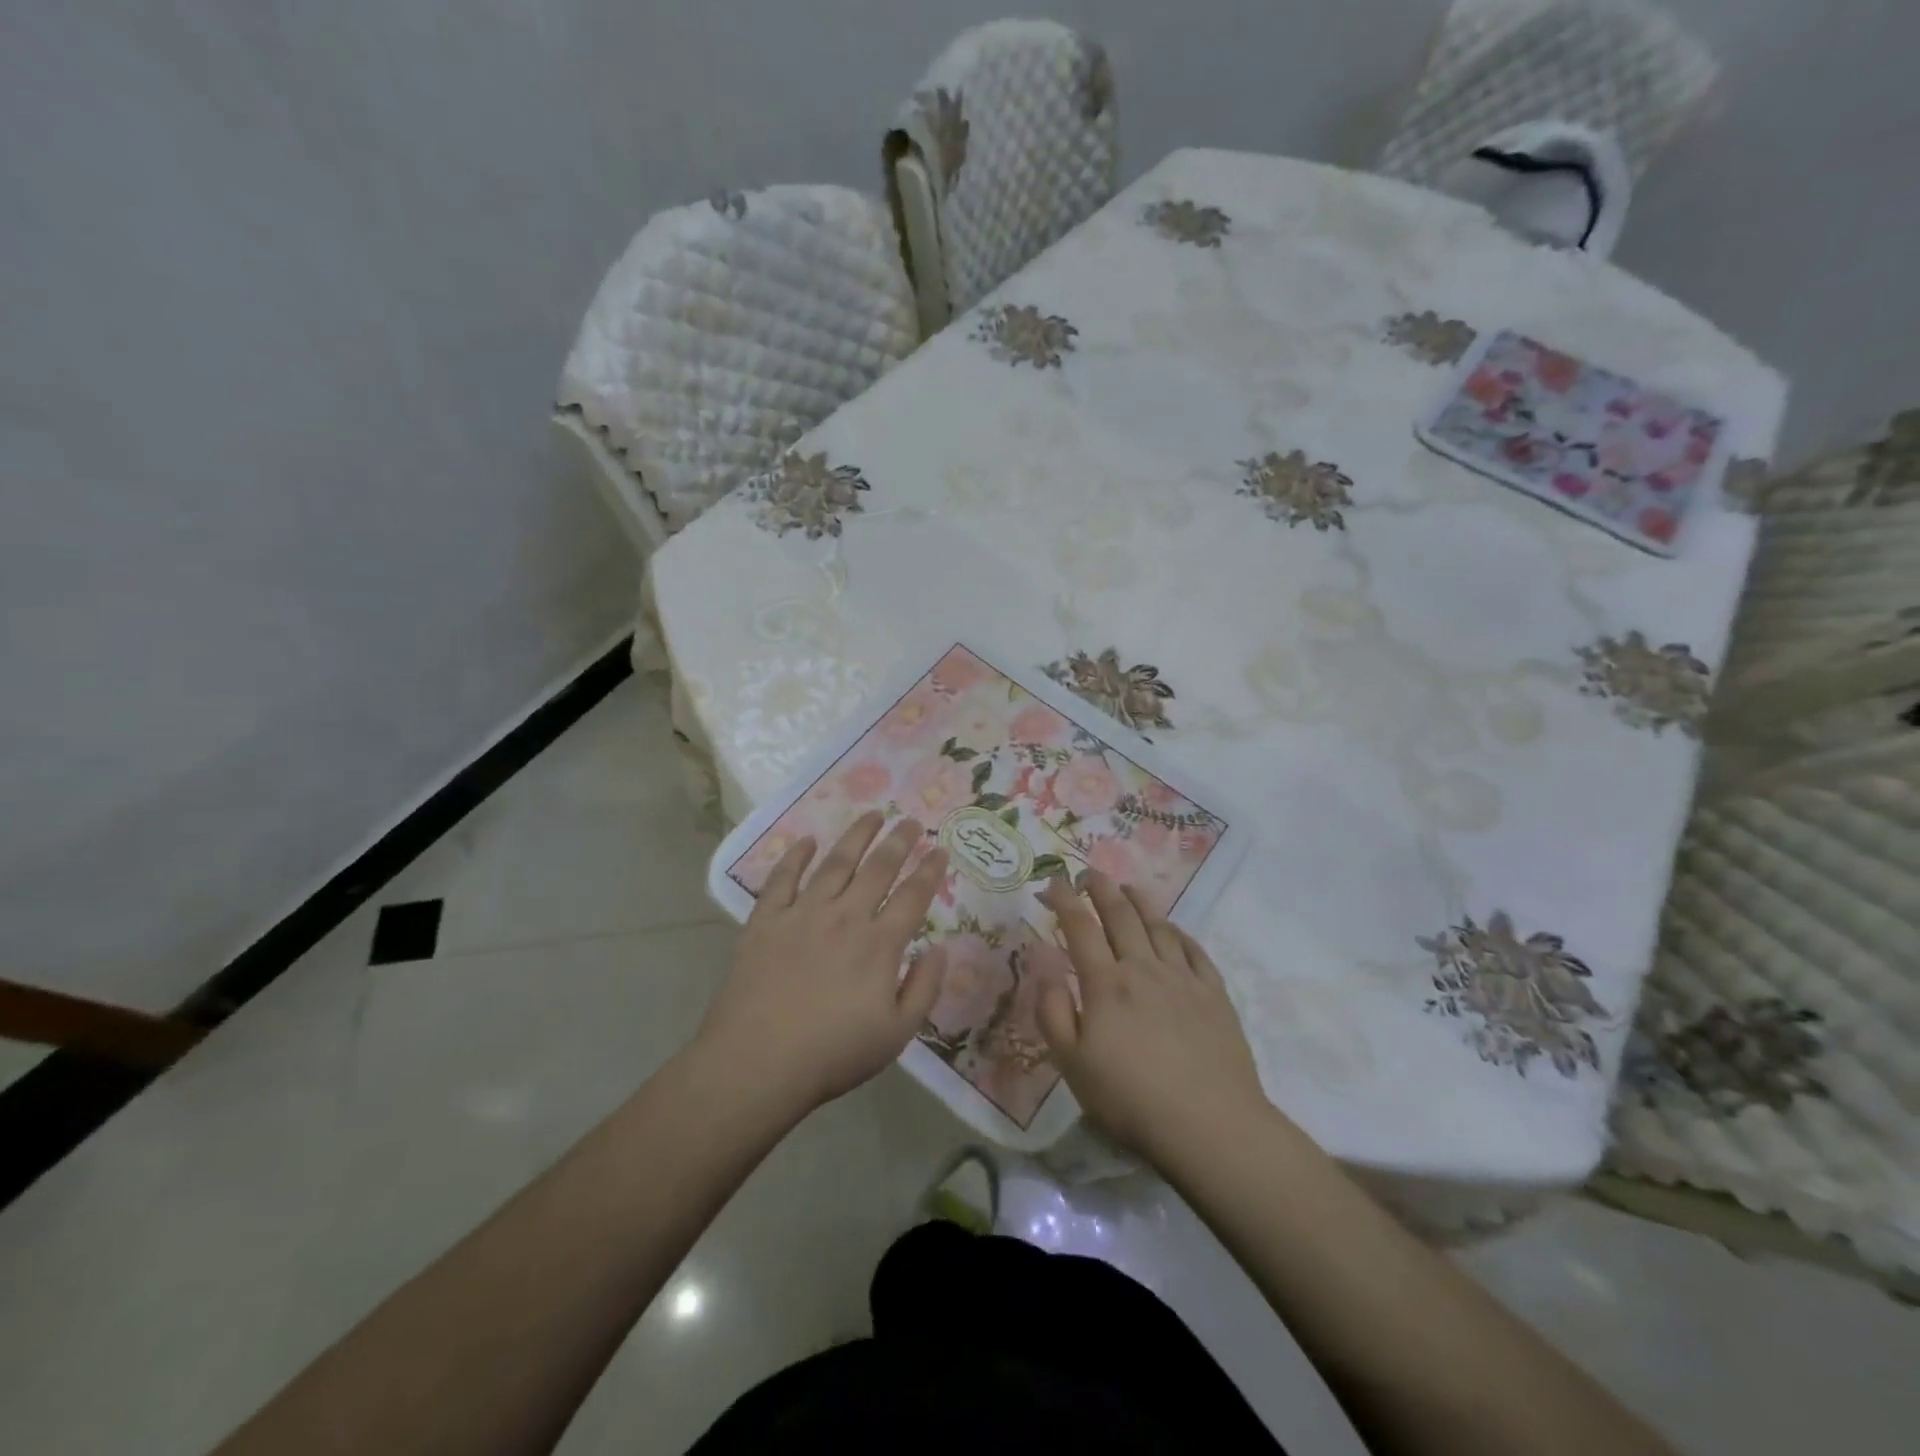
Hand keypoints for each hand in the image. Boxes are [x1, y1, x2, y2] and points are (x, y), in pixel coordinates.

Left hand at [698, 811, 948, 1115]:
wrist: (756, 1063)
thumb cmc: (832, 1054)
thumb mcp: (896, 1034)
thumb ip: (924, 988)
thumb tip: (941, 949)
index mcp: (879, 944)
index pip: (913, 896)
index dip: (930, 870)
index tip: (940, 848)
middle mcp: (845, 917)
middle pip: (878, 868)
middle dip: (899, 841)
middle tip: (911, 821)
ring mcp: (802, 913)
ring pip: (836, 863)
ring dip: (857, 836)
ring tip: (872, 815)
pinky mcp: (766, 919)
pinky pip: (783, 878)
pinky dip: (796, 856)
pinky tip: (807, 841)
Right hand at [1037, 872, 1267, 1162]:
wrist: (1210, 1124)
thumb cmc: (1131, 1098)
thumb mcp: (1072, 1065)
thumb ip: (1053, 1014)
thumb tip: (1047, 972)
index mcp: (1106, 984)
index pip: (1080, 928)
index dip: (1065, 901)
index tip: (1054, 883)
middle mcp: (1143, 969)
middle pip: (1120, 916)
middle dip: (1102, 889)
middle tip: (1090, 873)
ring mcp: (1183, 978)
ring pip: (1158, 926)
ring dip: (1140, 902)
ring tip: (1128, 888)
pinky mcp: (1214, 994)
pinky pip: (1194, 950)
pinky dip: (1179, 932)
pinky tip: (1173, 929)